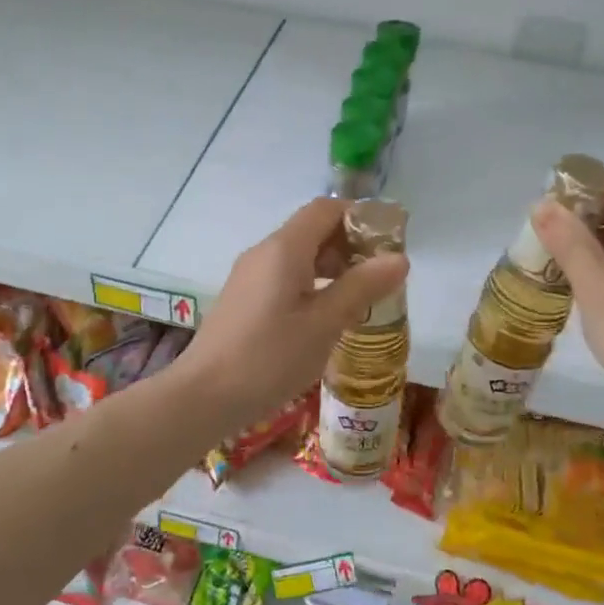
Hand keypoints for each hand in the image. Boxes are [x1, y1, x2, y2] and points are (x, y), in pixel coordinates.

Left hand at [173, 198, 408, 436]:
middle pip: (312, 230)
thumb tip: (399, 258)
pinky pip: (283, 277)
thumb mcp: (324, 324)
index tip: (390, 243)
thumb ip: (361, 287)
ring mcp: (249, 276)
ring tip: (360, 300)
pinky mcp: (243, 299)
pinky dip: (311, 285)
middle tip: (381, 278)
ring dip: (331, 268)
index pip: (326, 209)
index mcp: (284, 249)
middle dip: (350, 246)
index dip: (360, 218)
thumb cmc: (269, 358)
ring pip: (298, 256)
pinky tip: (325, 317)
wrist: (204, 395)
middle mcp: (263, 253)